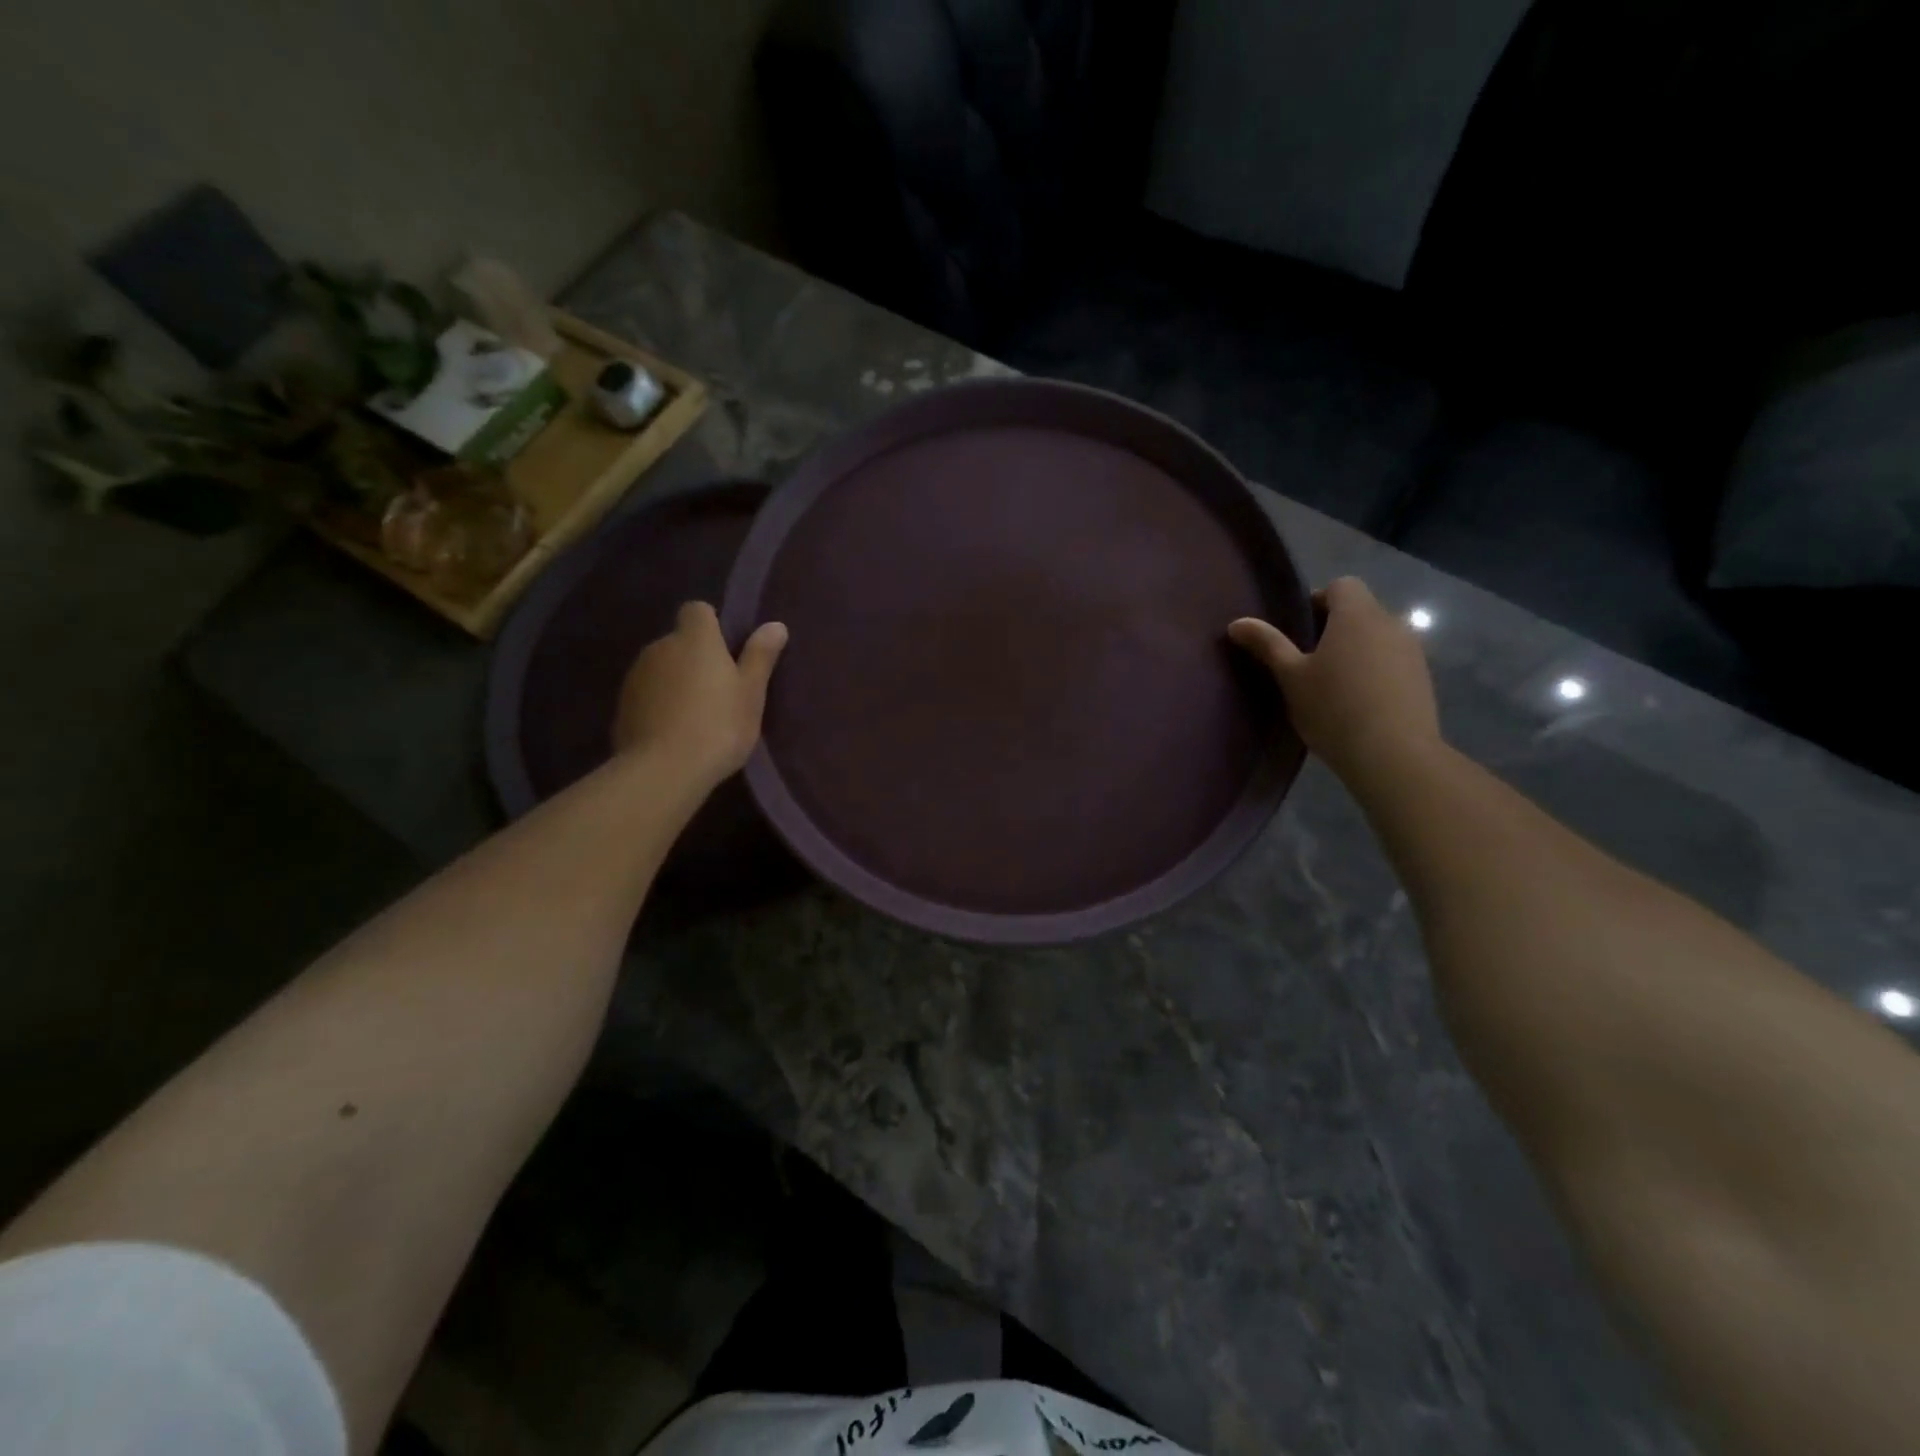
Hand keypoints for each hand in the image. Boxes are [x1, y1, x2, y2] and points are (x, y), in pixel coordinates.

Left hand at [612, 602, 787, 782]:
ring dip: (676, 681)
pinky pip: (647, 694)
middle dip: (696, 658)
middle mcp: (660, 647)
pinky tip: (674, 732)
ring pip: (662, 668)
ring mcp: (636, 676)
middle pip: (680, 641)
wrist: (663, 770)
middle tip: (720, 691)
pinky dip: (659, 704)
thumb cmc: (719, 725)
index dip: (713, 625)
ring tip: (696, 716)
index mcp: (695, 639)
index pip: (698, 610)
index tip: (728, 652)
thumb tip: (775, 625)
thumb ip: (760, 656)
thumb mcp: (751, 693)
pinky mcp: (622, 705)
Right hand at [1229, 577, 1440, 783]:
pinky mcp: (1422, 678)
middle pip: (1359, 610)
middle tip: (1306, 661)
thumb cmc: (1334, 708)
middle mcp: (1390, 623)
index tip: (1297, 630)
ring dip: (1355, 650)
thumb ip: (1267, 645)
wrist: (1393, 755)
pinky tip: (1357, 702)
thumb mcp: (1291, 677)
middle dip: (1333, 628)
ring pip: (1377, 637)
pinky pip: (1391, 661)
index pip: (1341, 585)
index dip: (1317, 601)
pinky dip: (1374, 671)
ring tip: (1331, 684)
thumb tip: (1237, 623)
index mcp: (1357, 615)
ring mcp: (1412, 651)